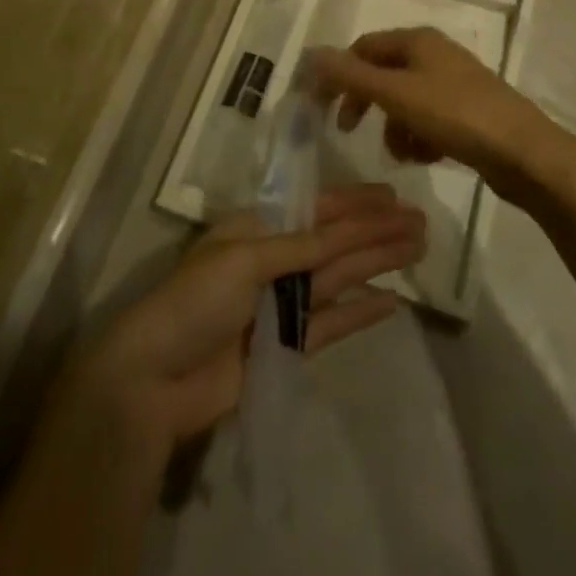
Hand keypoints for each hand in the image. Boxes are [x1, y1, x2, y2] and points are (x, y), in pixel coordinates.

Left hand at [69, 184, 423, 450]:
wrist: (155, 379)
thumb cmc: (193, 302)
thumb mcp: (243, 260)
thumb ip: (297, 248)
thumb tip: (342, 231)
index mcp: (257, 228)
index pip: (317, 209)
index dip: (356, 203)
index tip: (393, 196)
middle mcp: (274, 260)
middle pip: (336, 241)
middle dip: (376, 231)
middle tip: (421, 223)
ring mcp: (282, 304)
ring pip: (340, 276)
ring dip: (377, 263)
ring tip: (417, 250)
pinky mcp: (287, 345)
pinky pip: (332, 322)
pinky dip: (360, 312)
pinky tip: (392, 303)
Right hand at [311, 28, 566, 207]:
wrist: (525, 153)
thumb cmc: (456, 115)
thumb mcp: (397, 94)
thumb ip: (352, 76)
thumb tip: (312, 54)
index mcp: (417, 41)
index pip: (363, 48)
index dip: (339, 75)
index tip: (322, 108)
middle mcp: (434, 54)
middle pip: (383, 74)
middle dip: (367, 103)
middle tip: (350, 131)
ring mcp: (453, 83)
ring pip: (404, 102)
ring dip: (395, 127)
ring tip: (404, 153)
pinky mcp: (467, 111)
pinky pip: (427, 120)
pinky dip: (419, 137)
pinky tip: (427, 157)